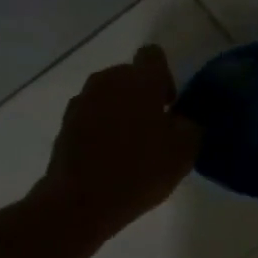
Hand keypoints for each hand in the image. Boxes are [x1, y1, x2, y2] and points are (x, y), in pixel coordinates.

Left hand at [36, 46, 199, 238]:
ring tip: (130, 146)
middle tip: (154, 130)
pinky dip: (100, 128)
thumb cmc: (139, 171)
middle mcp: (108, 80)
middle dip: (142, 96)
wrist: (80, 202)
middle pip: (130, 76)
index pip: (153, 55)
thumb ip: (191, 126)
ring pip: (109, 96)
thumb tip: (183, 118)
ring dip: (120, 111)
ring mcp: (82, 100)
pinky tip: (108, 157)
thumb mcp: (183, 152)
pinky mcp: (65, 123)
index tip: (169, 105)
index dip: (164, 77)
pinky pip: (91, 115)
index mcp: (139, 80)